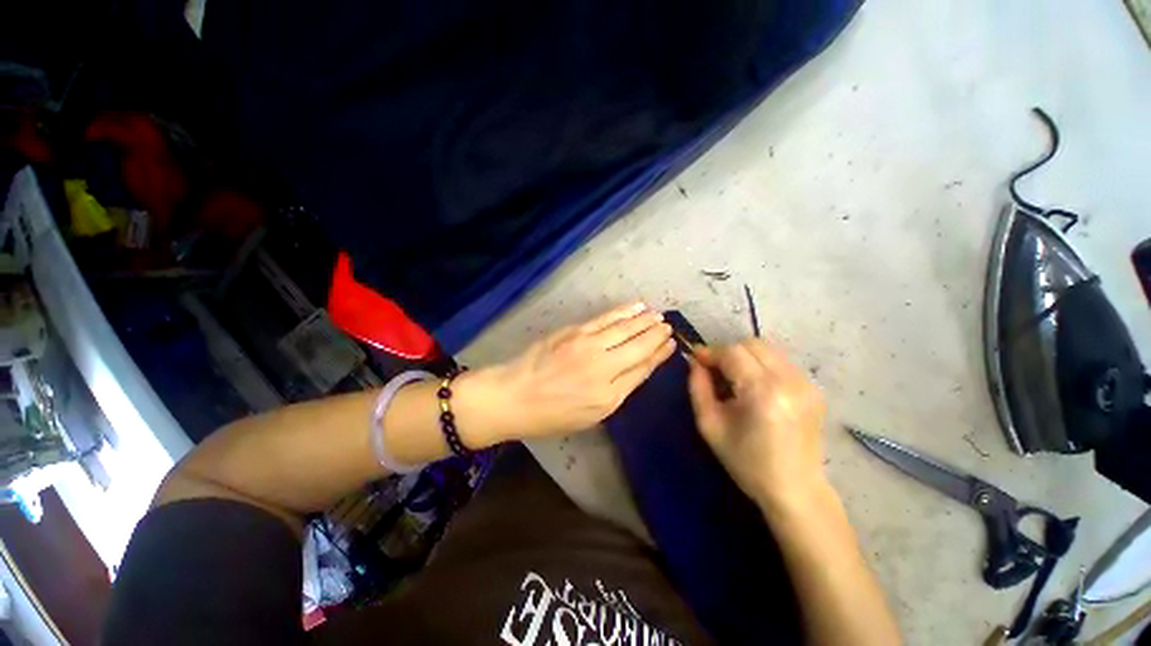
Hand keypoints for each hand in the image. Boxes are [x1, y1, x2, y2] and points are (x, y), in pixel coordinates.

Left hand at [463, 303, 674, 441]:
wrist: (513, 396)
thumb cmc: (551, 414)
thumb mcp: (590, 416)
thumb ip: (617, 391)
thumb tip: (638, 369)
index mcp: (608, 396)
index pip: (642, 369)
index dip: (659, 355)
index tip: (671, 345)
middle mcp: (603, 367)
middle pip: (638, 346)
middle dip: (656, 335)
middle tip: (668, 326)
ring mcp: (588, 345)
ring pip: (624, 328)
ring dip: (644, 320)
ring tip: (658, 315)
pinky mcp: (574, 331)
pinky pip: (605, 319)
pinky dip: (623, 312)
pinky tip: (635, 307)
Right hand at [687, 339, 828, 514]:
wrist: (796, 490)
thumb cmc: (747, 462)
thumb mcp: (709, 425)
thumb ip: (698, 387)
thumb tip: (695, 362)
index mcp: (762, 392)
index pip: (732, 352)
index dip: (710, 352)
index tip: (696, 359)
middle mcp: (789, 380)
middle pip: (751, 344)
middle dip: (727, 352)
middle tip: (714, 370)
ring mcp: (806, 383)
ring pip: (768, 349)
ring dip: (745, 356)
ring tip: (733, 377)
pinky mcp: (814, 389)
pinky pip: (780, 362)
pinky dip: (761, 365)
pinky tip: (755, 386)